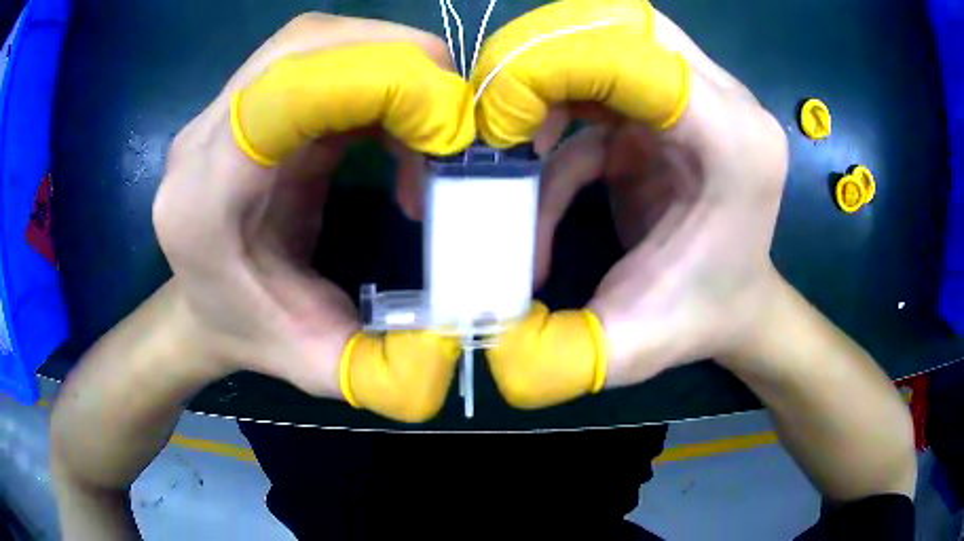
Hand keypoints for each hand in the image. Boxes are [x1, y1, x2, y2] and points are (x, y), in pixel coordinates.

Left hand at [152, 14, 474, 421]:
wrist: (202, 305)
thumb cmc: (249, 333)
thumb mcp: (318, 367)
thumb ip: (386, 371)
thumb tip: (459, 341)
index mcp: (202, 198)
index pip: (281, 96)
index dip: (376, 87)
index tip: (450, 135)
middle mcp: (204, 136)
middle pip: (306, 45)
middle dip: (401, 64)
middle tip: (456, 122)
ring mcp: (223, 106)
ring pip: (317, 38)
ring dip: (393, 60)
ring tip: (432, 123)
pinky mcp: (253, 96)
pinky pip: (322, 52)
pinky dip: (378, 71)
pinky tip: (399, 122)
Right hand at [478, 0, 788, 407]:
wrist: (737, 305)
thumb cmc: (700, 320)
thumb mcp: (633, 347)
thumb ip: (561, 355)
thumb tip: (487, 345)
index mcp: (734, 140)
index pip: (638, 54)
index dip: (552, 67)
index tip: (495, 124)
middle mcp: (725, 100)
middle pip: (621, 23)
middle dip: (542, 55)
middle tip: (494, 114)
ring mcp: (699, 94)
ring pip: (605, 37)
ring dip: (543, 82)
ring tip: (506, 148)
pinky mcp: (671, 105)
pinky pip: (598, 86)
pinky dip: (556, 125)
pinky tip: (538, 186)